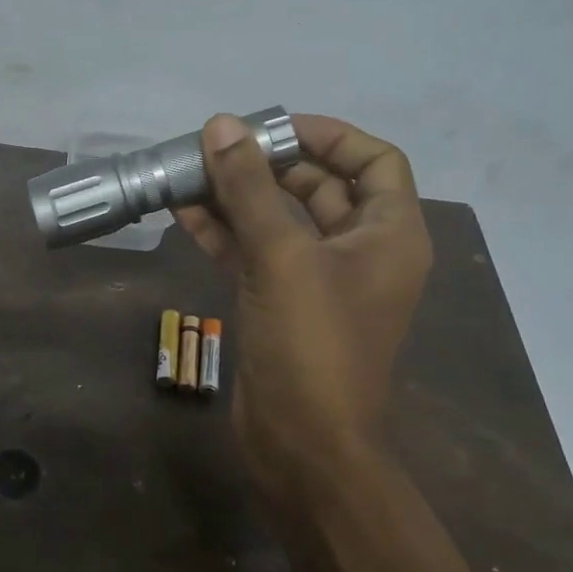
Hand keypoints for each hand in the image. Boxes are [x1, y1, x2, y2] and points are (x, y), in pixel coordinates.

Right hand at [176, 113, 431, 481]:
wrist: (304, 445)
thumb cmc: (312, 345)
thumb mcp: (282, 257)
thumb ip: (250, 189)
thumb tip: (222, 126)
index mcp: (389, 234)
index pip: (374, 160)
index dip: (328, 135)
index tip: (271, 127)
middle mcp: (360, 251)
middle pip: (320, 187)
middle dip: (268, 165)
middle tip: (216, 147)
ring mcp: (318, 280)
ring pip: (280, 221)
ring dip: (238, 197)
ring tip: (188, 173)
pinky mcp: (282, 304)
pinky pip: (256, 254)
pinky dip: (224, 233)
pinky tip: (183, 213)